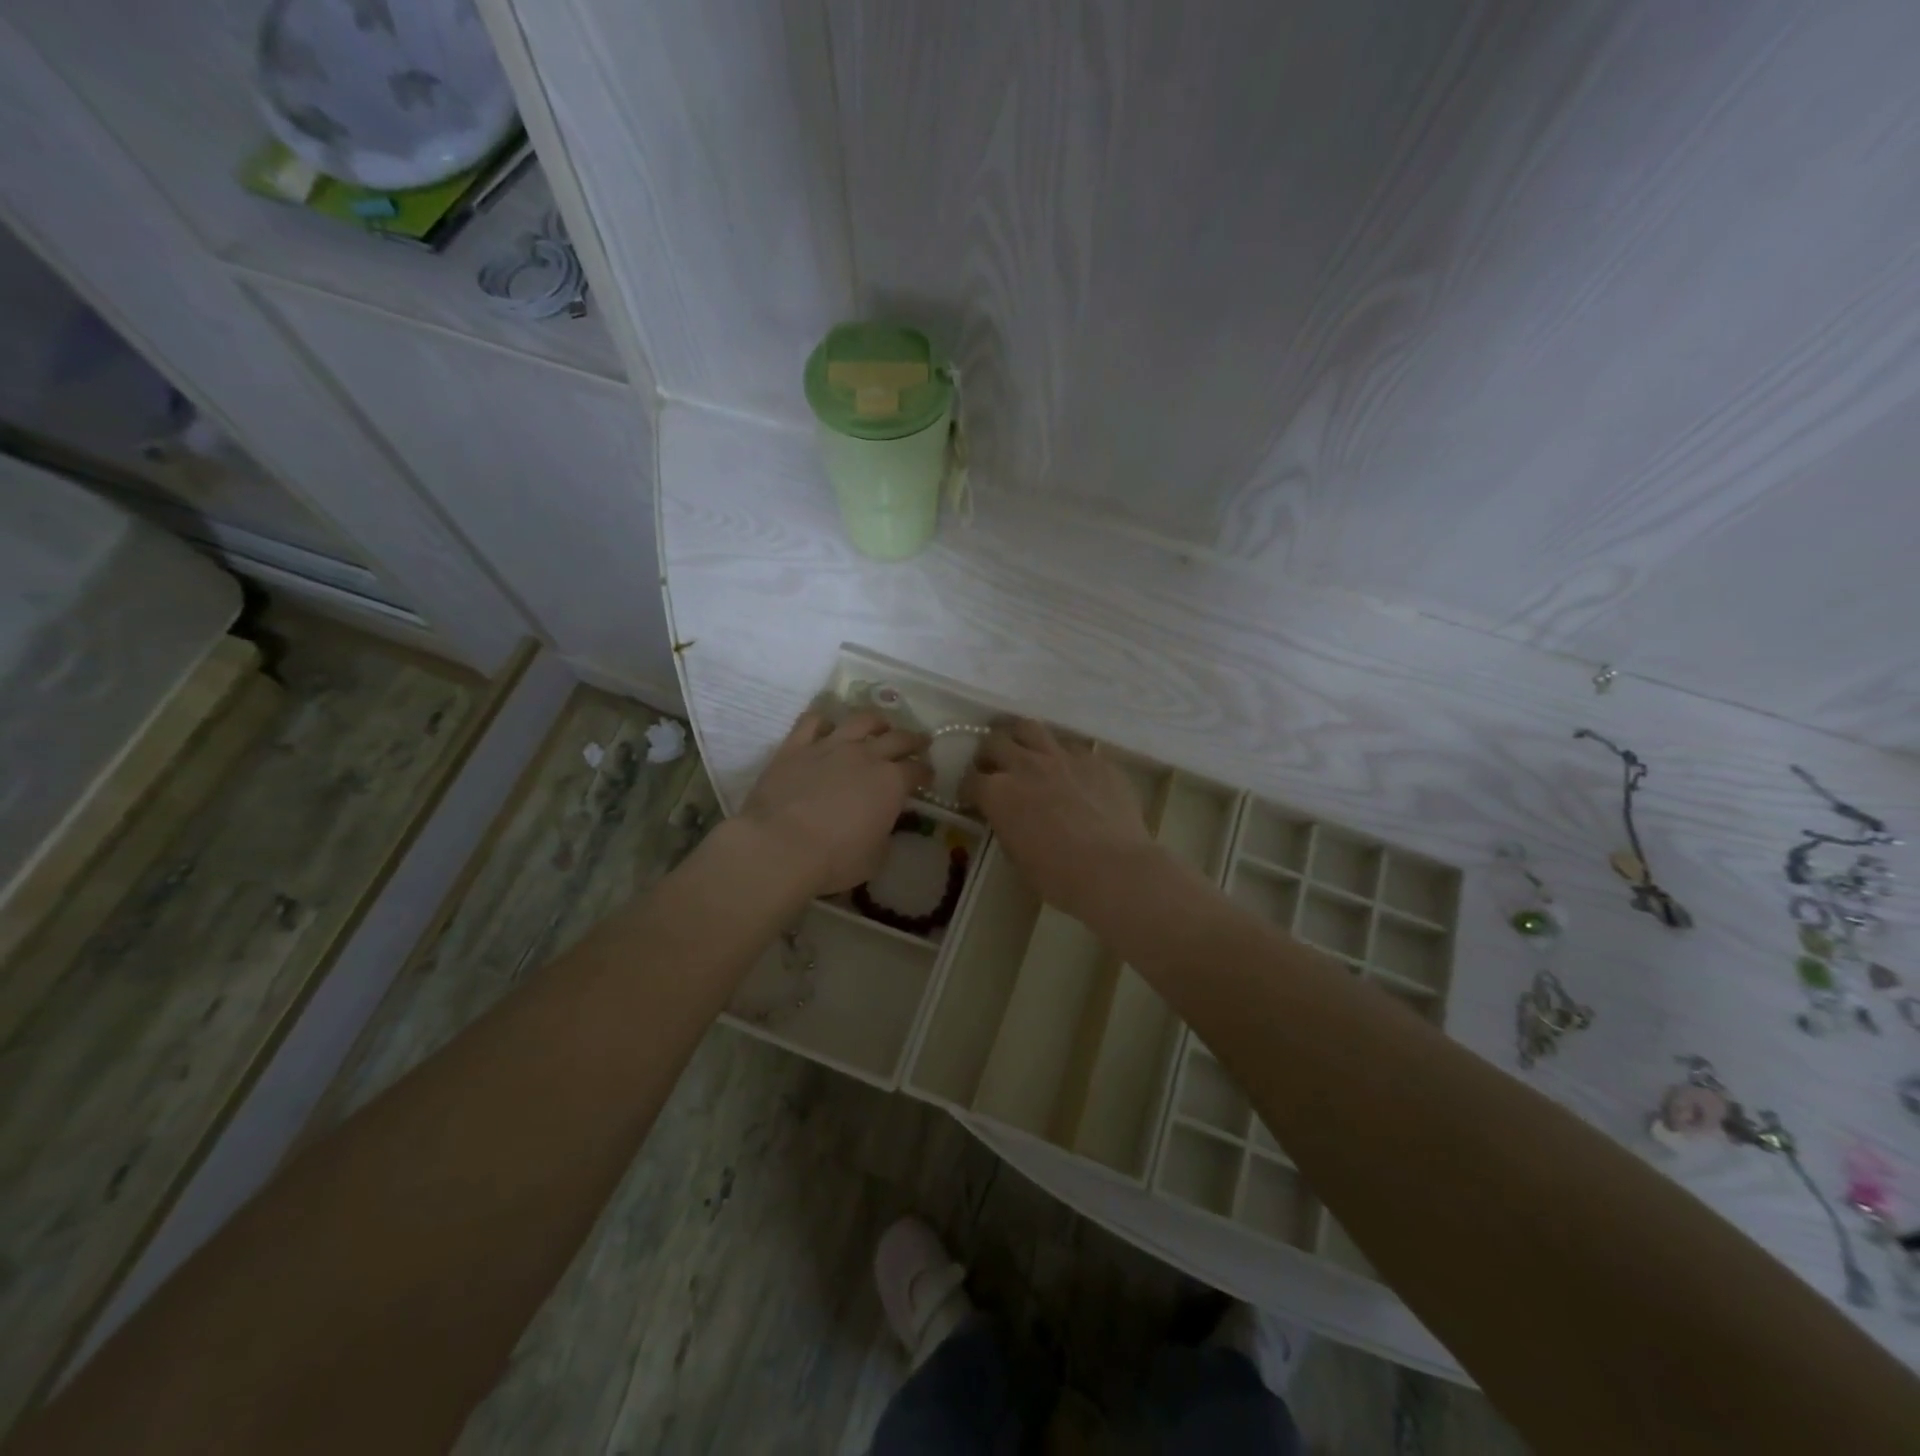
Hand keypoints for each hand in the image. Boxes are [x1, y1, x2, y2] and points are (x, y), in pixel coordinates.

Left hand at [738, 711, 931, 895]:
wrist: (780, 846)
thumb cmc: (834, 859)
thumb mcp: (875, 858)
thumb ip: (884, 836)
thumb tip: (883, 826)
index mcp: (891, 783)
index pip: (917, 770)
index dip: (925, 772)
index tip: (927, 777)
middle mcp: (866, 755)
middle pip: (897, 738)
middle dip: (912, 740)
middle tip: (918, 742)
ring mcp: (830, 745)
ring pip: (859, 720)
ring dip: (875, 720)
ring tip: (879, 725)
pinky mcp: (796, 746)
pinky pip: (812, 721)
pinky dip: (823, 720)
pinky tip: (826, 725)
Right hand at [963, 719, 1159, 921]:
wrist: (1113, 869)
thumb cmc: (1058, 876)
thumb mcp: (1016, 855)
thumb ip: (1006, 825)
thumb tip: (1008, 816)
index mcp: (998, 793)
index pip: (970, 780)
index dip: (969, 789)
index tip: (973, 798)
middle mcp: (1024, 765)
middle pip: (994, 741)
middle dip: (989, 753)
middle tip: (994, 767)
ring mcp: (1062, 757)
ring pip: (1030, 728)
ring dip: (1021, 739)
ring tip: (1025, 752)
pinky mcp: (1094, 759)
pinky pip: (1071, 746)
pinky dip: (1063, 756)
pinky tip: (1071, 772)